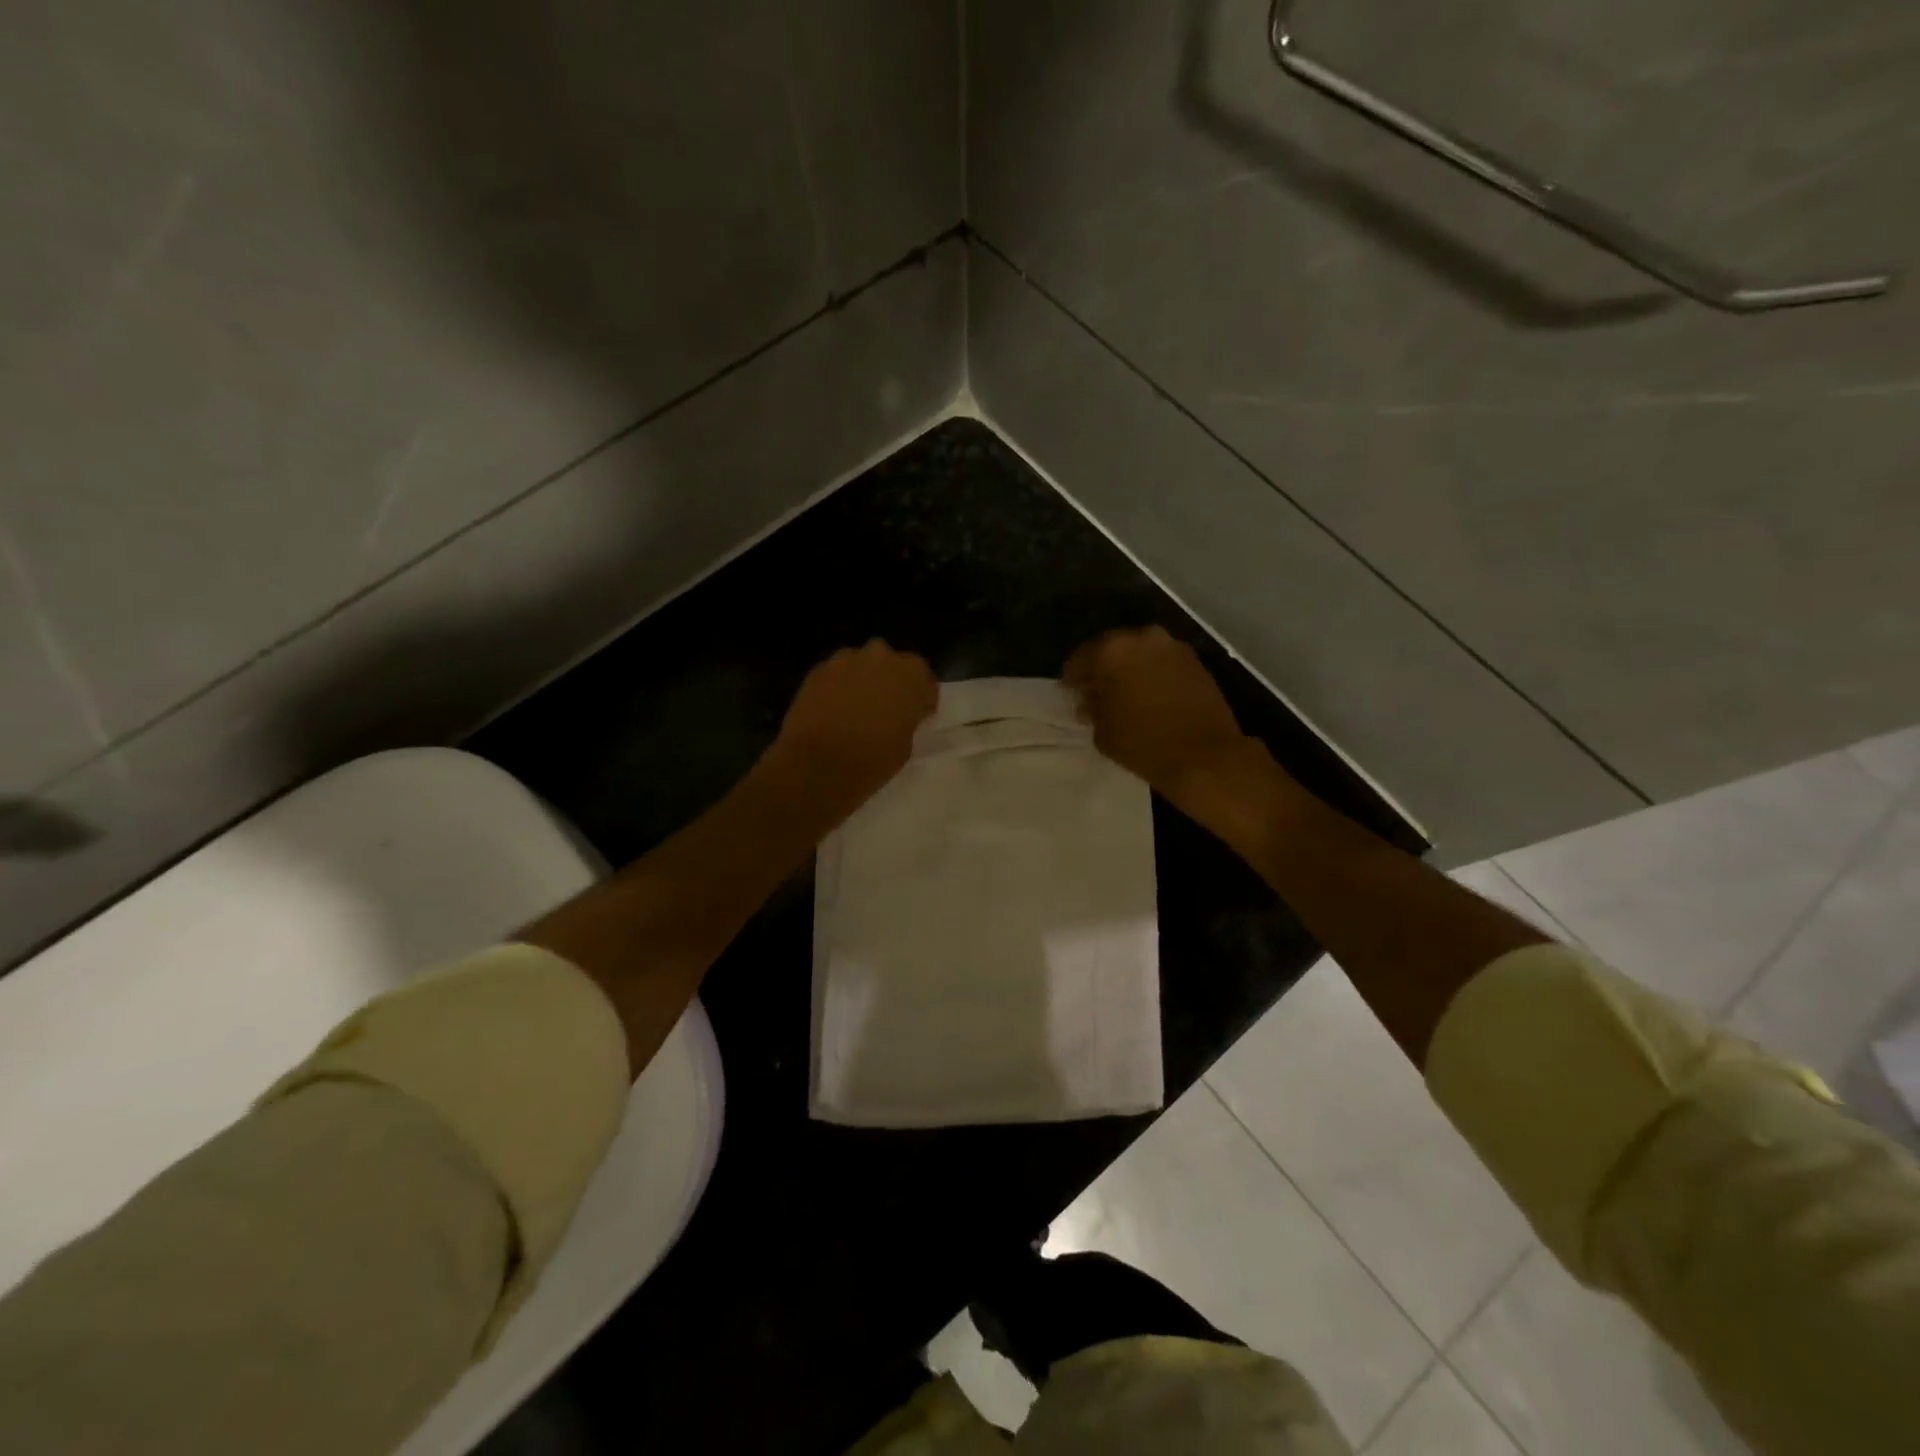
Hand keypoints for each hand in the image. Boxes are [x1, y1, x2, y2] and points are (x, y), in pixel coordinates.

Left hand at [768, 640, 938, 816]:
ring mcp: (846, 659)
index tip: (916, 716)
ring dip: (863, 681)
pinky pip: (837, 674)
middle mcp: (881, 656)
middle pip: (892, 665)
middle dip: (891, 683)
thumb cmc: (872, 760)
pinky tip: (834, 710)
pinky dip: (839, 687)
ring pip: (862, 665)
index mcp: (912, 674)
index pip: (924, 680)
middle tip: (886, 709)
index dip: (921, 699)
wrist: (817, 766)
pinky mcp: (818, 669)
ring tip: (856, 708)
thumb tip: (898, 716)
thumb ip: (906, 720)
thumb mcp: (905, 745)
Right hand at [1065, 627, 1255, 812]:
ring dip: (1129, 670)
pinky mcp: (1195, 661)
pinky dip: (1152, 674)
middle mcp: (1142, 638)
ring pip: (1140, 653)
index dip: (1072, 678)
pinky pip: (1162, 662)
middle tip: (1096, 693)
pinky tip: (1150, 696)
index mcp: (1111, 651)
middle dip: (1102, 669)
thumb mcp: (1103, 731)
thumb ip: (1092, 708)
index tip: (1071, 694)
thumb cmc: (1143, 744)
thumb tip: (1090, 700)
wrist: (1204, 755)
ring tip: (1125, 695)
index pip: (1080, 658)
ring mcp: (1172, 647)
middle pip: (1112, 649)